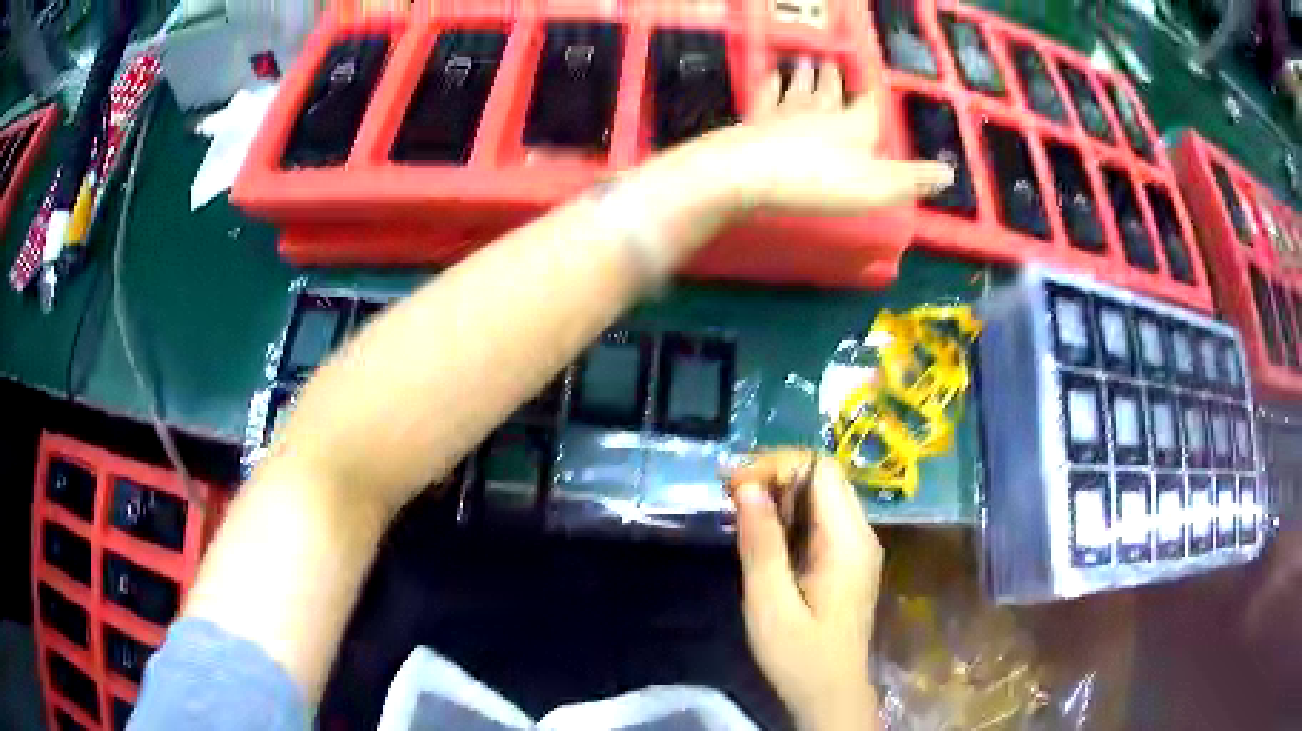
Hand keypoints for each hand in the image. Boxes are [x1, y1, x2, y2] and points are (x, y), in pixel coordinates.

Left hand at [710, 60, 952, 214]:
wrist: (751, 173)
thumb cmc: (820, 181)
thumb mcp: (878, 187)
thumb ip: (913, 179)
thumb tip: (949, 173)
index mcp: (855, 126)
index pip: (868, 105)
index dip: (872, 94)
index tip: (872, 81)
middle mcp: (821, 111)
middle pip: (830, 90)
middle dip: (833, 78)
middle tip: (830, 62)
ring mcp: (785, 112)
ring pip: (799, 87)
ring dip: (803, 75)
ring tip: (804, 61)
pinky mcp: (756, 120)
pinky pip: (766, 94)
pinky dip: (770, 83)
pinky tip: (770, 76)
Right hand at [728, 450, 883, 730]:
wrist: (830, 694)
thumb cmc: (800, 656)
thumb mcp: (770, 603)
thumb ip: (761, 544)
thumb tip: (747, 486)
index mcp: (849, 541)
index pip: (821, 470)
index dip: (776, 465)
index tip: (733, 486)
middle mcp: (860, 535)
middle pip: (823, 478)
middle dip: (775, 475)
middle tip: (729, 495)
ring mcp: (856, 548)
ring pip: (820, 498)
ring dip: (779, 495)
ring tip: (738, 512)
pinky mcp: (846, 562)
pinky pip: (820, 521)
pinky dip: (788, 517)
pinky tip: (761, 535)